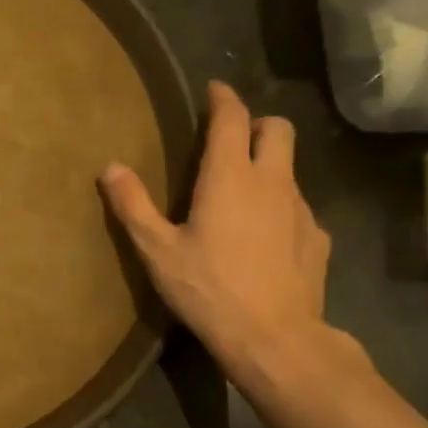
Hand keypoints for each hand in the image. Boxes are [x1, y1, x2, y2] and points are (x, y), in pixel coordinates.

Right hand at [101, 81, 345, 386]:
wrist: (274, 337)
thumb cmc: (208, 289)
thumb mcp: (157, 250)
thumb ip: (133, 205)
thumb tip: (110, 167)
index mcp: (229, 177)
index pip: (233, 117)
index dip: (223, 98)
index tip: (214, 89)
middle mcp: (272, 181)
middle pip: (277, 129)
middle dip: (256, 123)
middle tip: (232, 139)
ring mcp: (301, 209)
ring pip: (289, 169)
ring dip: (268, 167)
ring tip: (242, 195)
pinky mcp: (317, 238)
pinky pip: (297, 208)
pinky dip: (280, 208)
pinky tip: (264, 237)